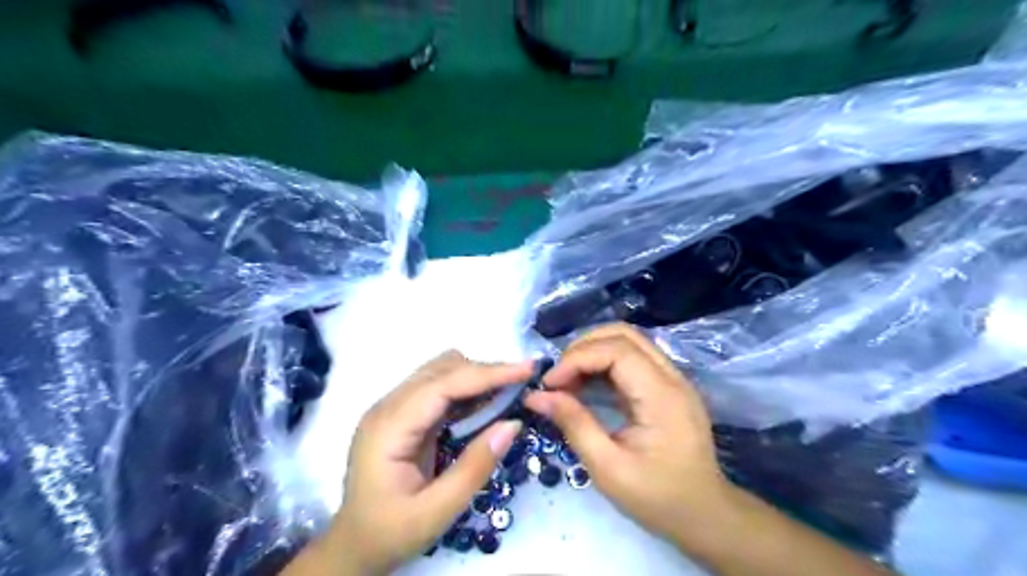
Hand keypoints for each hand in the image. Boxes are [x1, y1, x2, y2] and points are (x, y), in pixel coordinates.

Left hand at [314, 353, 529, 573]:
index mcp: (389, 427)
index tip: (527, 369)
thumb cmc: (389, 533)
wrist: (352, 547)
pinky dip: (466, 389)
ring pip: (441, 371)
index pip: (443, 384)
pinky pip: (439, 387)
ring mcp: (393, 407)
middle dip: (486, 372)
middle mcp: (388, 406)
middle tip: (524, 384)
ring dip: (477, 377)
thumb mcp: (436, 512)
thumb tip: (513, 424)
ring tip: (508, 392)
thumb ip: (475, 468)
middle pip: (443, 369)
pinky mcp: (402, 413)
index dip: (488, 373)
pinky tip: (486, 404)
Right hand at [522, 324, 729, 543]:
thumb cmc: (657, 498)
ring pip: (627, 342)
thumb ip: (574, 424)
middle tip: (557, 378)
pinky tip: (585, 386)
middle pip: (623, 335)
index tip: (549, 384)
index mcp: (662, 395)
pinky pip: (631, 359)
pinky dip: (603, 364)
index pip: (616, 350)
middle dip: (583, 348)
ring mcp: (672, 379)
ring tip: (567, 381)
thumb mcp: (608, 468)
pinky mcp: (666, 386)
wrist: (704, 515)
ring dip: (592, 353)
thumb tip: (536, 396)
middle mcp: (671, 376)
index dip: (577, 358)